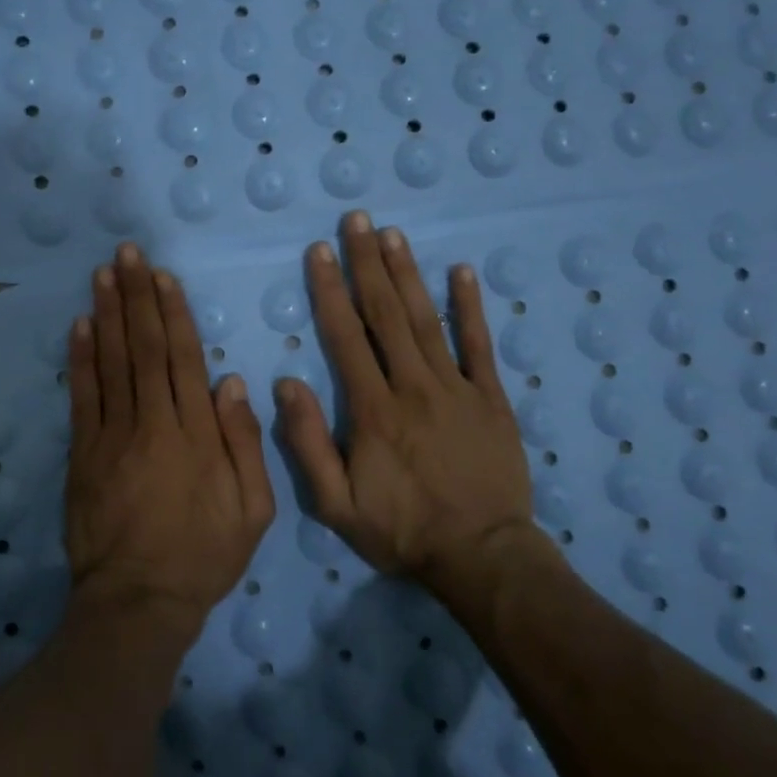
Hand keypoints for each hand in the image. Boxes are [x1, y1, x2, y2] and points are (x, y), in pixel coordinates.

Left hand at [65, 244, 275, 637]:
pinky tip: (80, 325)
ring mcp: (113, 436)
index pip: (182, 358)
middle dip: (136, 297)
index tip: (163, 276)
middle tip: (127, 253)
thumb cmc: (203, 556)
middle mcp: (153, 422)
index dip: (172, 313)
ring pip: (111, 362)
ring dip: (107, 314)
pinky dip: (81, 358)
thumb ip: (245, 444)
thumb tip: (232, 383)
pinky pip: (83, 397)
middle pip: (143, 348)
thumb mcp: (253, 510)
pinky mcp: (84, 454)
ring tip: (104, 274)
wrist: (138, 601)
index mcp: (196, 433)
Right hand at [276, 211, 554, 583]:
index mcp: (372, 409)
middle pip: (386, 314)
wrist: (481, 556)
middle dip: (367, 263)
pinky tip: (461, 272)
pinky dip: (470, 306)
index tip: (319, 251)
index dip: (330, 290)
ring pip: (427, 319)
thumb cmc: (401, 530)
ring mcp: (456, 388)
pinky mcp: (490, 398)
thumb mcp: (335, 506)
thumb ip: (307, 444)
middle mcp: (413, 386)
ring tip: (393, 234)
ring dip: (408, 273)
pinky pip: (479, 345)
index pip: (346, 336)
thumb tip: (285, 385)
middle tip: (356, 220)